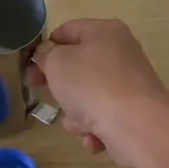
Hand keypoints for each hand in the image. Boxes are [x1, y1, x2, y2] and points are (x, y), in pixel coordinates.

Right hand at [29, 18, 168, 167]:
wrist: (136, 125)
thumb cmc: (92, 85)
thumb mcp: (57, 63)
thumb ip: (45, 55)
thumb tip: (47, 54)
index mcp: (104, 31)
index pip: (66, 31)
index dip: (45, 48)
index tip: (31, 69)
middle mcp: (121, 53)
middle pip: (78, 66)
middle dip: (60, 86)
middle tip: (46, 96)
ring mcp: (129, 84)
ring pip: (89, 95)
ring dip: (76, 113)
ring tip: (78, 122)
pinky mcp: (134, 111)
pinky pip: (104, 116)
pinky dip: (95, 127)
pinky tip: (95, 136)